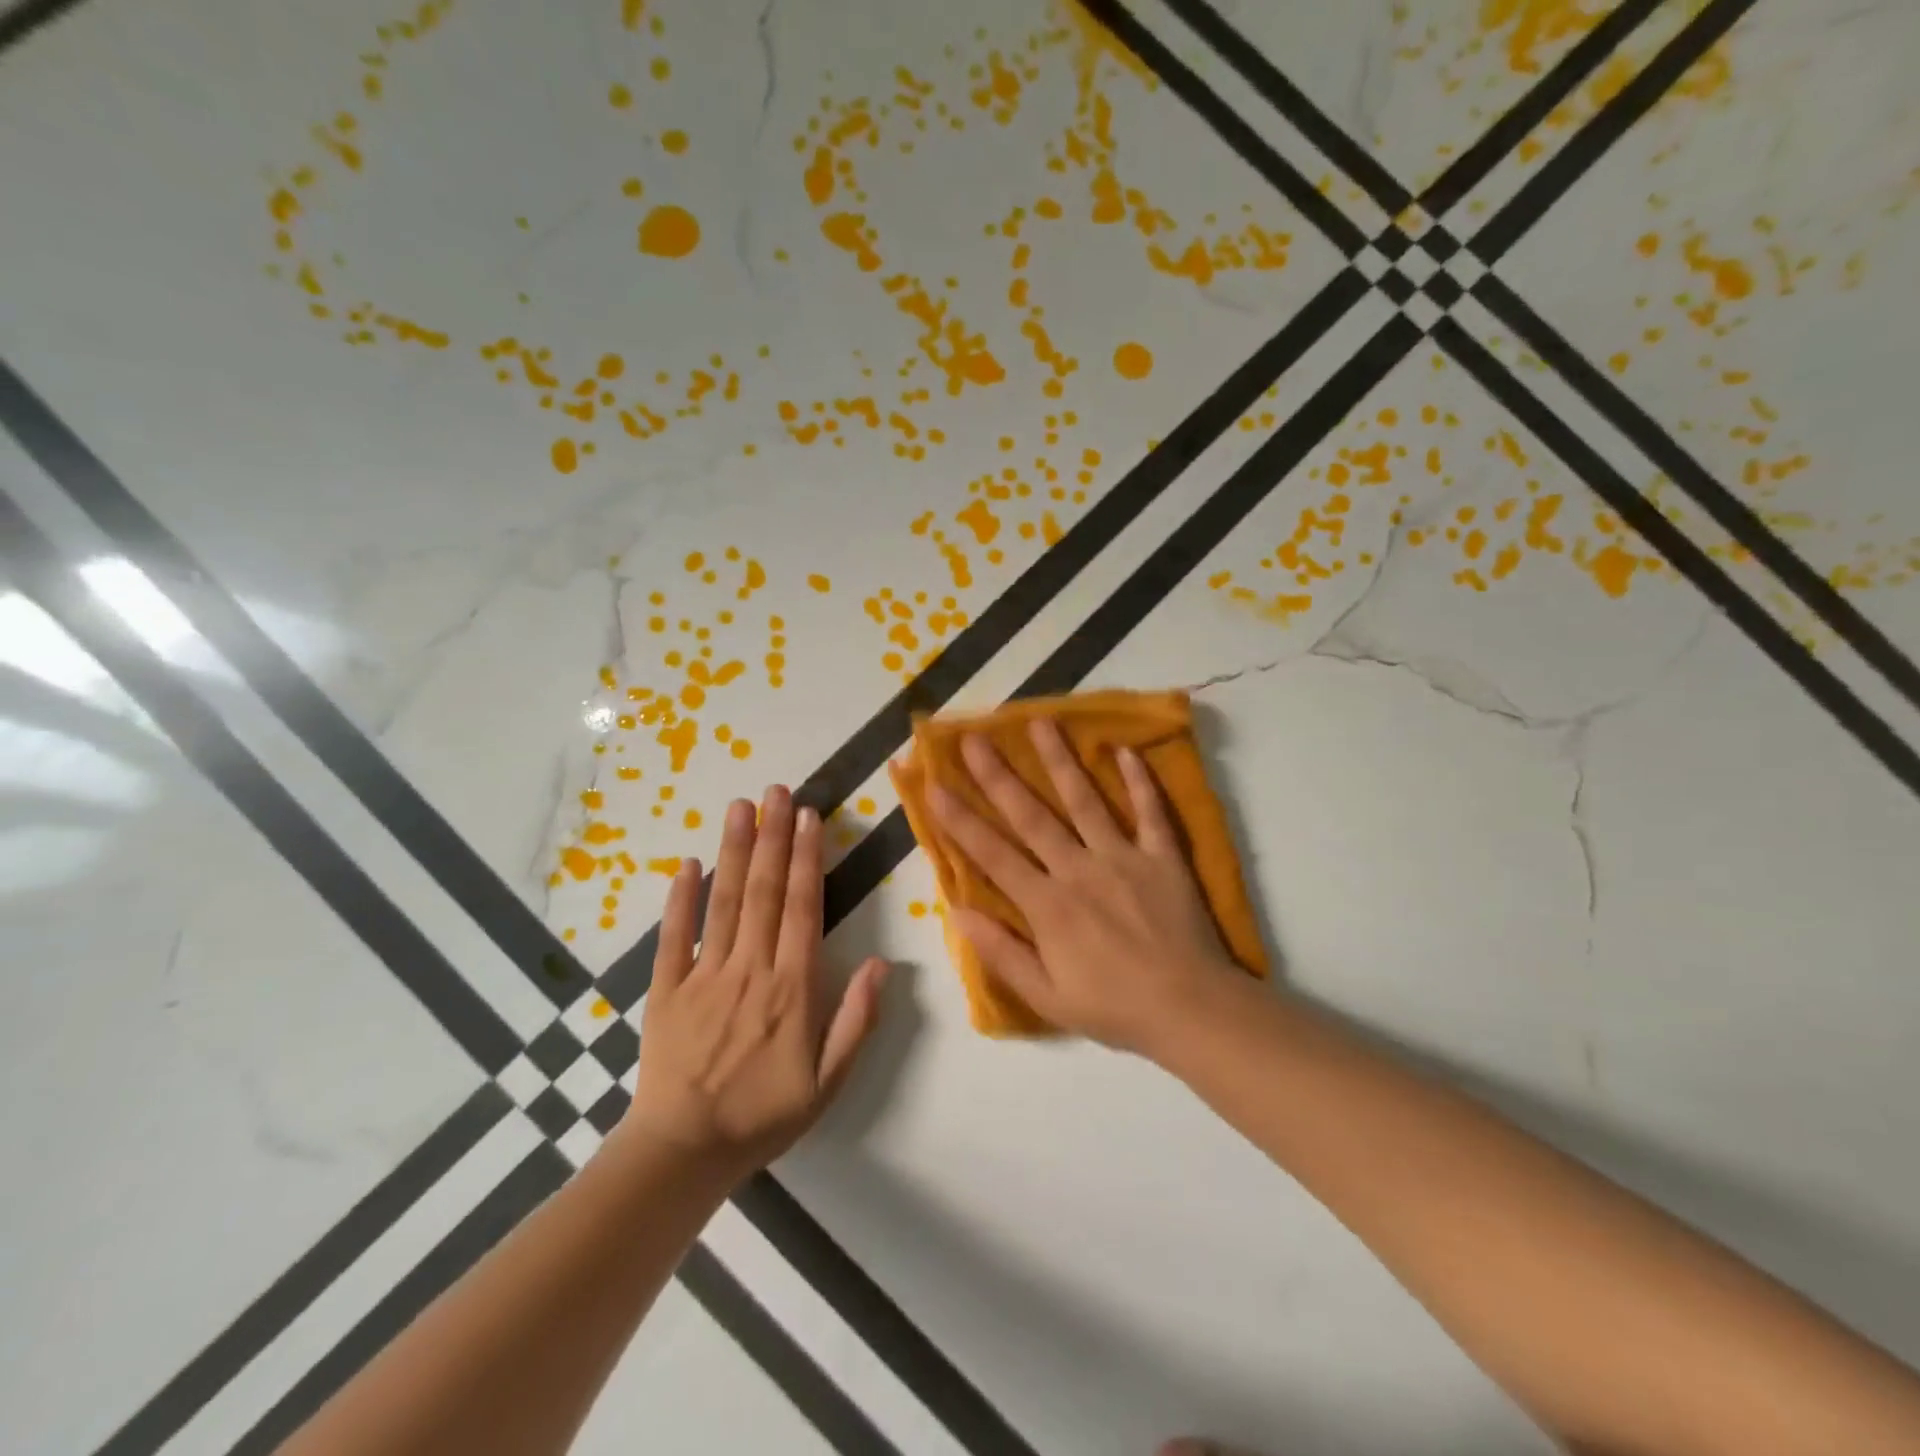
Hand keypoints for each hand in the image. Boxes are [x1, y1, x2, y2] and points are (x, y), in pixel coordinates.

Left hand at [624, 786, 888, 1179]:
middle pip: (763, 892)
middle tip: (777, 791)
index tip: (809, 817)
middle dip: (772, 837)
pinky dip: (680, 899)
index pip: (802, 909)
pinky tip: (688, 863)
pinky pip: (673, 937)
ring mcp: (703, 976)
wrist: (684, 1153)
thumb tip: (883, 964)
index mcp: (791, 989)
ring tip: (739, 806)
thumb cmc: (764, 1115)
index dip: (806, 859)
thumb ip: (856, 1021)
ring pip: (723, 903)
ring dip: (733, 851)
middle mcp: (749, 970)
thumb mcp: (828, 1082)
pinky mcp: (666, 989)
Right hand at [929, 720, 1246, 1057]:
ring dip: (1060, 760)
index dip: (959, 819)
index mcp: (1048, 905)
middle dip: (997, 776)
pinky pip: (1150, 811)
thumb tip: (957, 912)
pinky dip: (1140, 780)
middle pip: (1031, 815)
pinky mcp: (1163, 857)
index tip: (934, 785)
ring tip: (1040, 722)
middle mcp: (1079, 870)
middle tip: (973, 738)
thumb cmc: (1114, 1008)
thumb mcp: (1047, 997)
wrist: (1192, 1011)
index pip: (993, 854)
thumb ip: (1001, 953)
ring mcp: (1124, 857)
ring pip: (1085, 800)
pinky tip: (1124, 749)